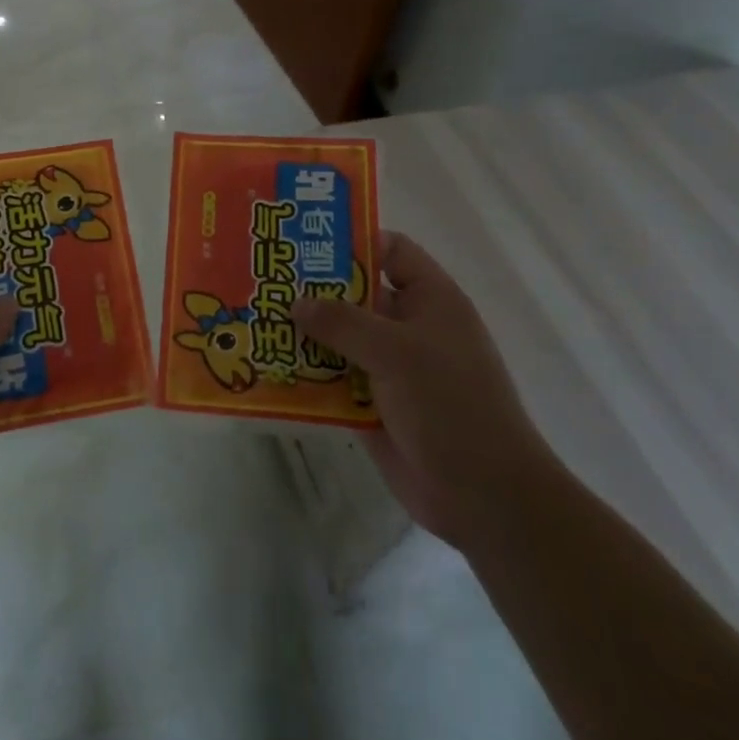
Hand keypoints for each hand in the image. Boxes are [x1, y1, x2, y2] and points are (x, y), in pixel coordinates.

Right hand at [291, 230, 553, 547]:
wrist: (484, 497)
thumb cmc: (450, 406)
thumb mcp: (397, 352)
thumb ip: (343, 322)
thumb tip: (297, 302)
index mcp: (430, 301)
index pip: (391, 251)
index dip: (353, 241)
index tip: (304, 242)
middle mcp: (409, 328)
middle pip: (355, 294)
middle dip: (313, 289)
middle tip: (263, 279)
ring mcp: (390, 369)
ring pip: (339, 339)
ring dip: (303, 334)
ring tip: (254, 320)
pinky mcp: (372, 405)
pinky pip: (332, 380)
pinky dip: (305, 375)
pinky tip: (267, 368)